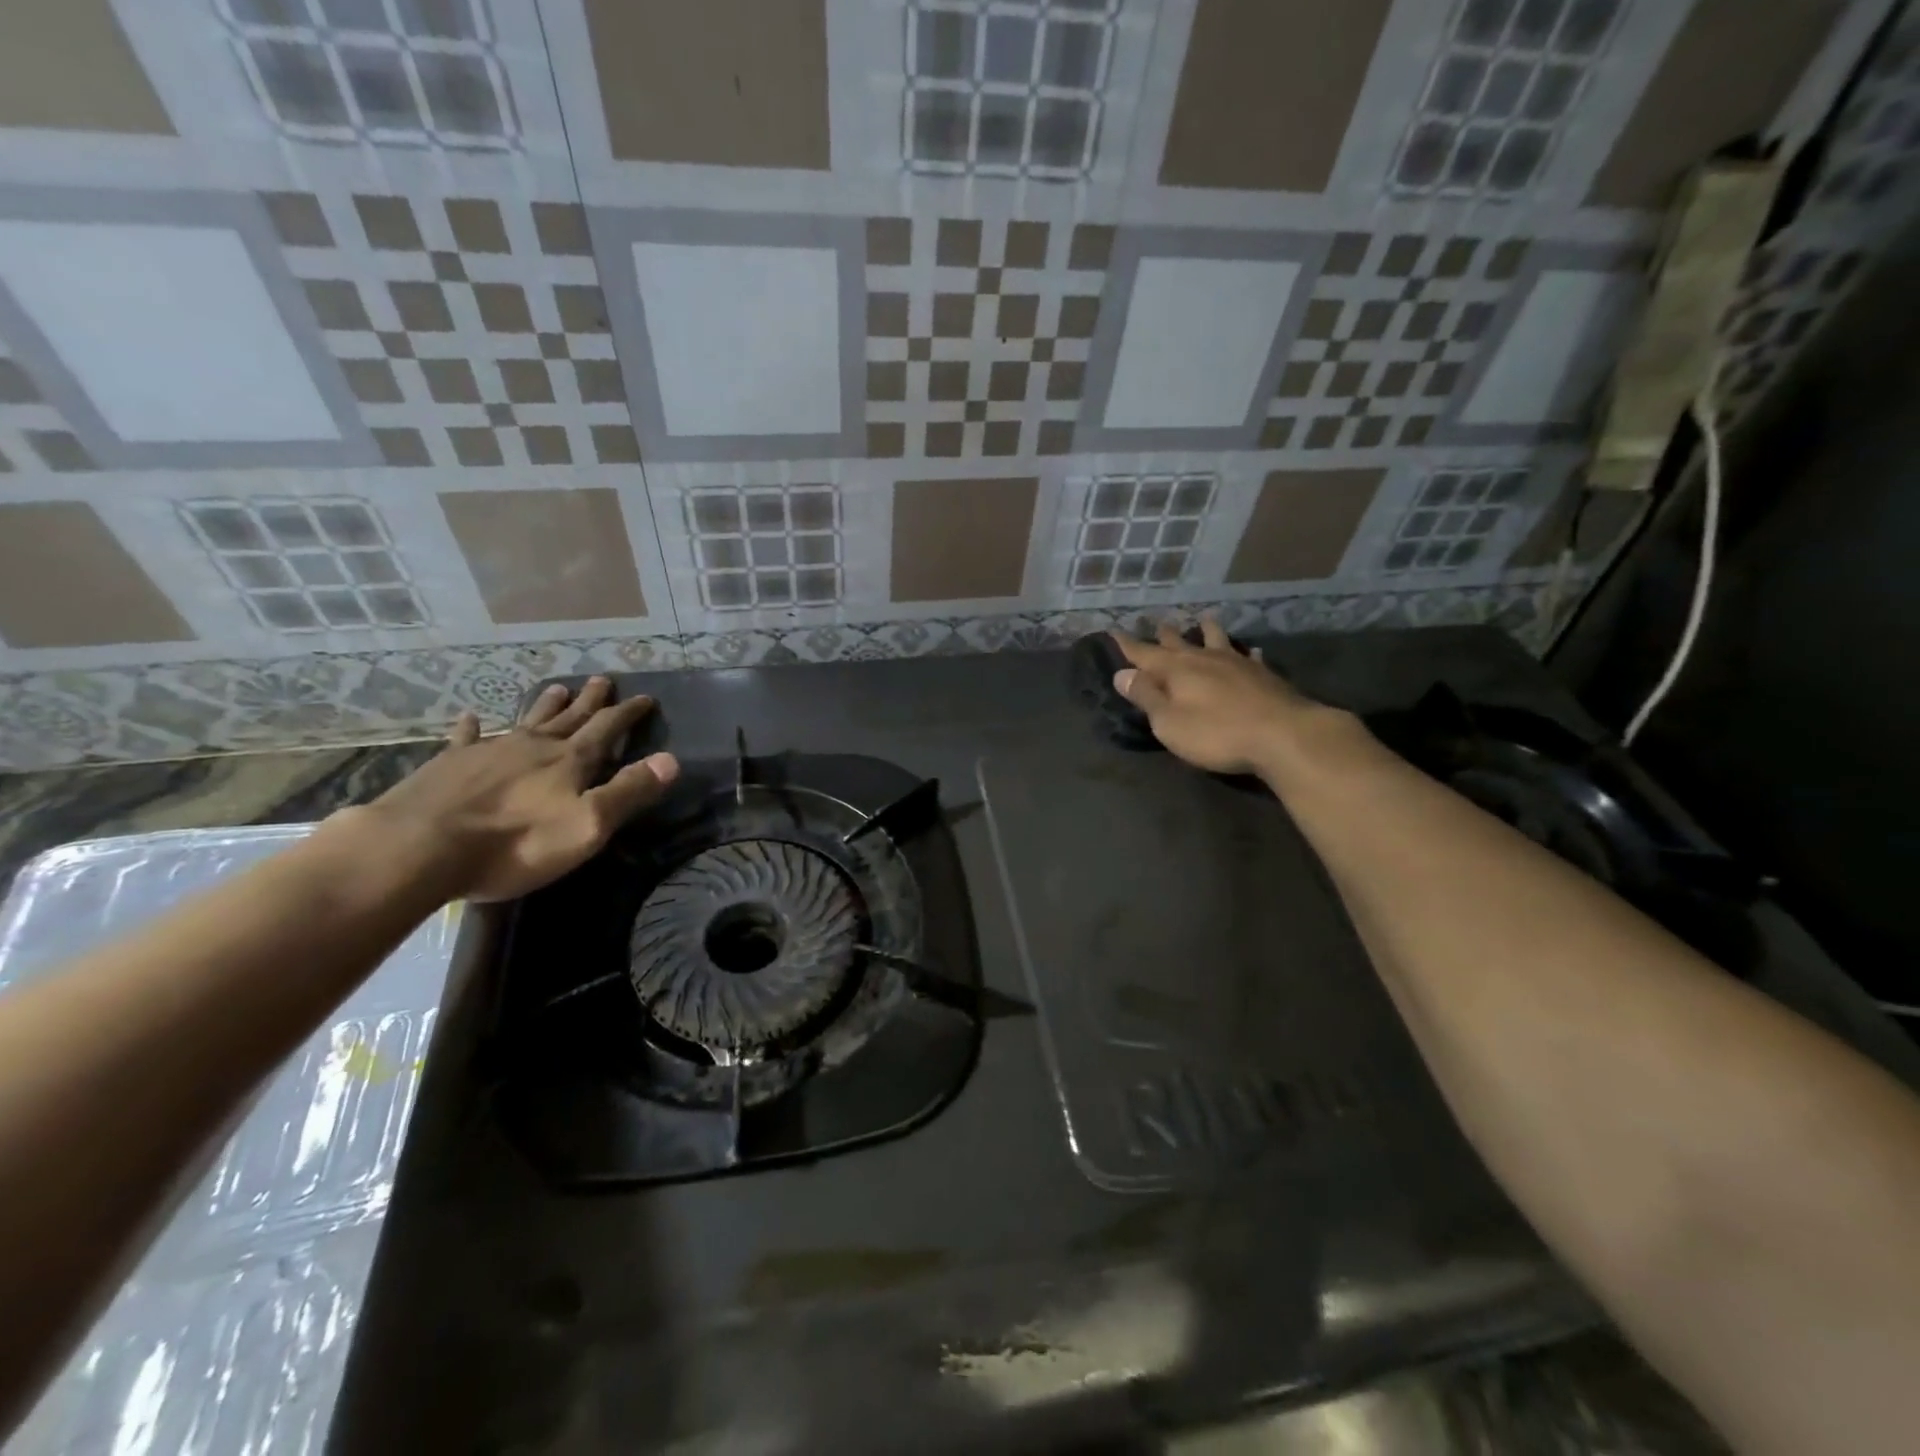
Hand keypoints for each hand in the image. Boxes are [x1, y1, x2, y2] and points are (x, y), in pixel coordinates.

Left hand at [347, 677, 679, 901]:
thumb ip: (629, 791)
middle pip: (570, 717)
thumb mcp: (588, 825)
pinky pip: (467, 738)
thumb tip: (671, 759)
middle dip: (591, 700)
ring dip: (546, 705)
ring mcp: (490, 752)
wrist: (420, 848)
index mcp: (570, 761)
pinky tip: (470, 717)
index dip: (629, 713)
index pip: (608, 729)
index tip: (645, 698)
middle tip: (603, 680)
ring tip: (558, 686)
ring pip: (527, 720)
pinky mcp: (450, 765)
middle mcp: (534, 746)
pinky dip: (473, 727)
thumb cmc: (516, 843)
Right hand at [1111, 618, 1317, 775]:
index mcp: (1176, 670)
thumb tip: (1121, 673)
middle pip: (1179, 643)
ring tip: (1203, 619)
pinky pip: (1250, 657)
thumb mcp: (1169, 722)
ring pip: (1217, 640)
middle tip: (1156, 623)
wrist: (1282, 735)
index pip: (1143, 653)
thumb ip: (1146, 696)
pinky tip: (1252, 651)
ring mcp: (1237, 664)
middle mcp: (1204, 659)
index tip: (1113, 631)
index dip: (1126, 644)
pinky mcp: (1263, 675)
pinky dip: (1246, 652)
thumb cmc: (1216, 733)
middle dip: (1164, 635)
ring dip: (1207, 630)